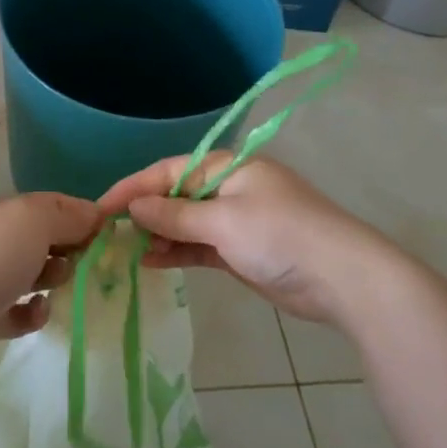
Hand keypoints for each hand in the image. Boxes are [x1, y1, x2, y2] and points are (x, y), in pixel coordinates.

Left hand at [0, 193, 101, 375]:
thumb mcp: (36, 220)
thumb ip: (67, 215)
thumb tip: (94, 214)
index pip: (47, 205)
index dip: (78, 214)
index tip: (106, 231)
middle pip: (40, 239)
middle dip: (67, 248)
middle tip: (84, 261)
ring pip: (31, 274)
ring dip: (52, 278)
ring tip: (58, 285)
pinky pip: (20, 311)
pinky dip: (34, 312)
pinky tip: (39, 312)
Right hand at [96, 155, 408, 324]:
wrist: (344, 280)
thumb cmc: (281, 236)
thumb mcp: (223, 222)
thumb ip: (175, 216)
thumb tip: (134, 208)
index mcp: (228, 167)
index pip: (169, 171)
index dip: (134, 187)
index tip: (101, 207)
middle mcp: (230, 188)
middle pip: (176, 196)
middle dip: (145, 214)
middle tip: (110, 234)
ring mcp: (237, 221)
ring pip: (186, 224)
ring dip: (159, 237)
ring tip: (127, 253)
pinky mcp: (242, 251)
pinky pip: (200, 246)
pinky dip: (178, 253)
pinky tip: (152, 263)